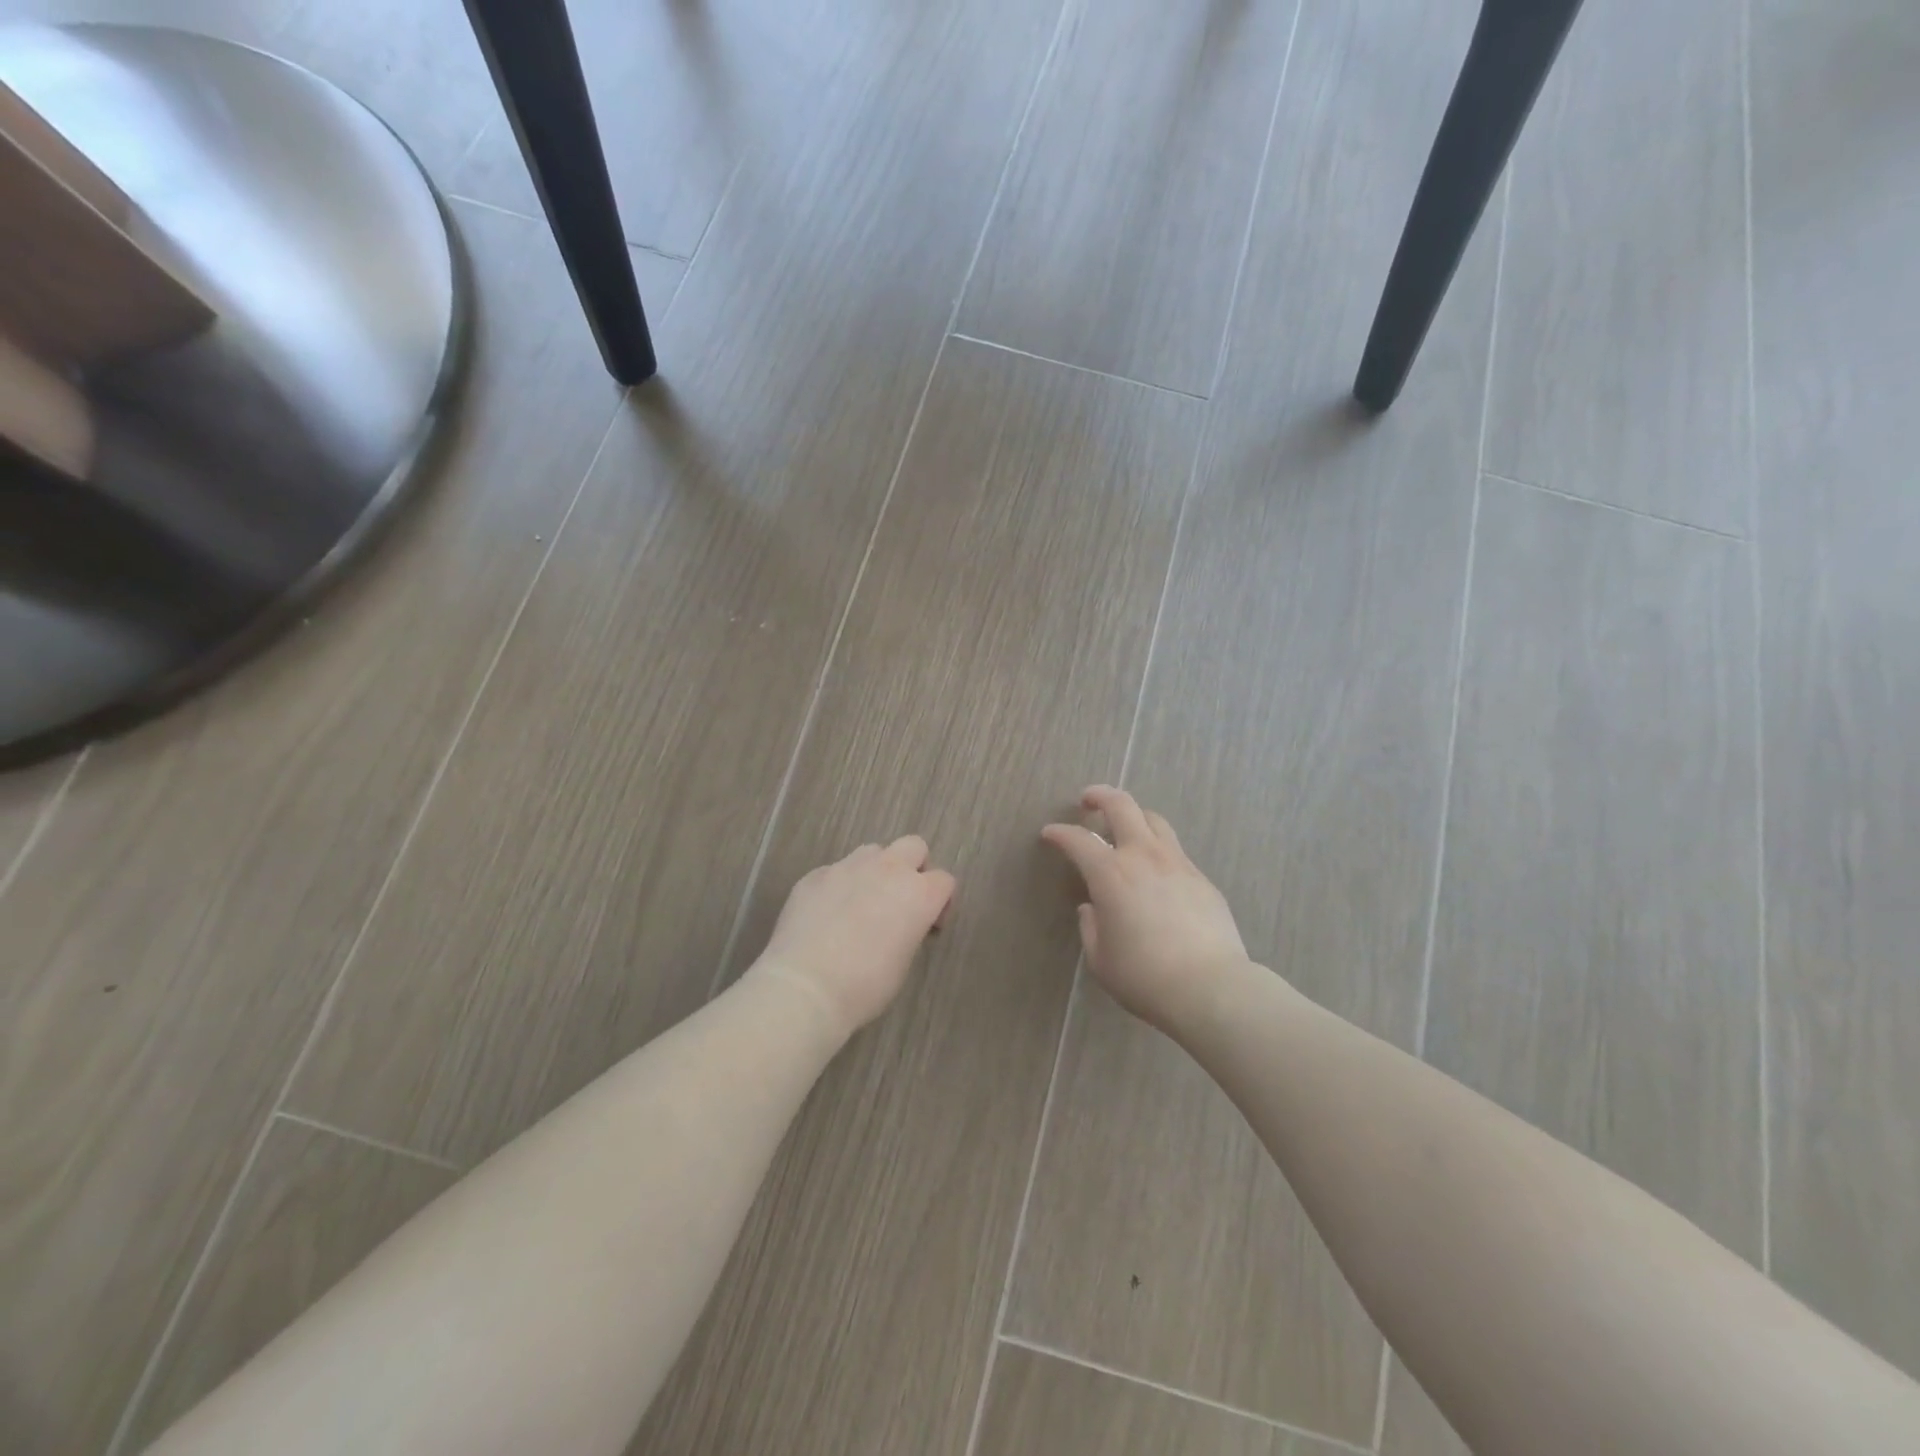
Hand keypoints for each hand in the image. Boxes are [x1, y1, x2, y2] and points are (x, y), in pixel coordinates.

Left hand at [754, 836, 956, 1037]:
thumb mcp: (902, 962)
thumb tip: (899, 924)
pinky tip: (826, 915)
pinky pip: (836, 870)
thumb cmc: (864, 986)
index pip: (944, 880)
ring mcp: (847, 867)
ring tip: (861, 904)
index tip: (928, 927)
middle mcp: (887, 869)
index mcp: (918, 893)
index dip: (941, 902)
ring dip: (875, 870)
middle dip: (913, 868)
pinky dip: (839, 886)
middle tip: (900, 902)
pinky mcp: (815, 875)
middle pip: (913, 846)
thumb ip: (909, 930)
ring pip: (872, 851)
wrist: (804, 987)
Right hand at [1042, 786, 1248, 1035]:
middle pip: (1122, 805)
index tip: (1049, 834)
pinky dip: (1157, 849)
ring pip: (1154, 820)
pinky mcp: (1202, 879)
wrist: (1211, 987)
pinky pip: (1175, 850)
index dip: (1059, 833)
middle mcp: (1143, 856)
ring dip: (1134, 816)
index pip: (1077, 839)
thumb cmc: (1145, 976)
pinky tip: (1155, 871)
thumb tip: (1092, 908)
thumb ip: (1090, 927)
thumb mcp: (1101, 959)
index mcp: (1111, 873)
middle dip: (1100, 796)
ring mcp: (1177, 863)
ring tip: (1124, 828)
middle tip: (1088, 801)